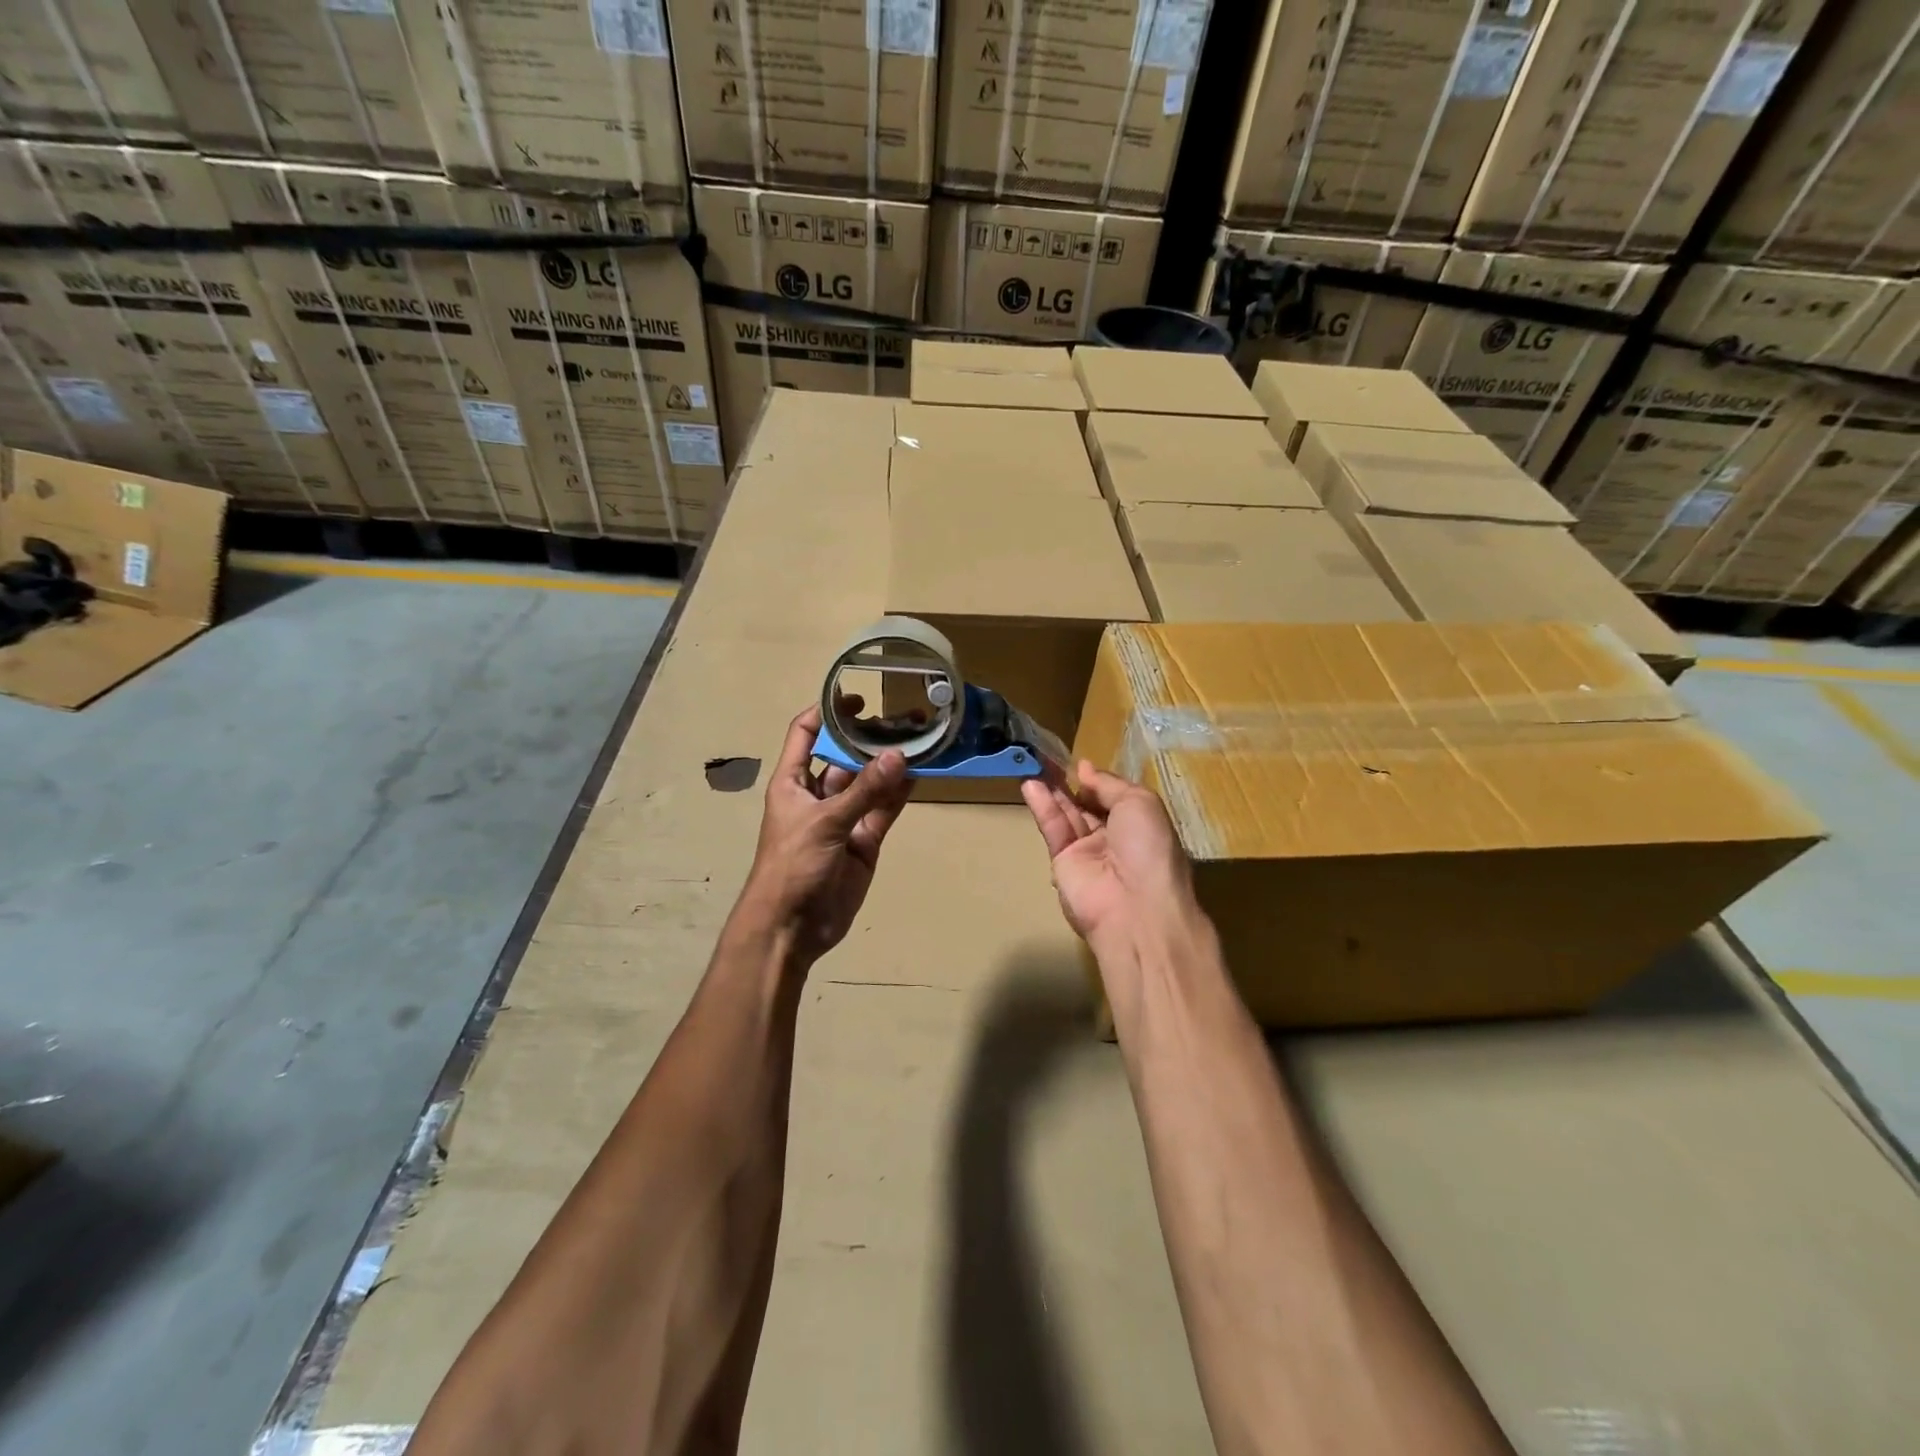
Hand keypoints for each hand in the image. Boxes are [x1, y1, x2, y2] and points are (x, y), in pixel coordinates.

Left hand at [741, 703, 910, 963]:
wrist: (791, 927)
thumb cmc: (792, 865)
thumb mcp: (824, 822)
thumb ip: (863, 791)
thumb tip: (898, 756)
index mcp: (793, 781)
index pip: (806, 733)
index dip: (826, 711)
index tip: (857, 695)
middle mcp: (818, 793)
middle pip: (845, 756)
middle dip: (870, 738)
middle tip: (905, 718)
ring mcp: (843, 817)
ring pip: (869, 782)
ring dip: (890, 764)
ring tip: (920, 740)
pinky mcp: (864, 841)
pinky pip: (883, 810)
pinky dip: (899, 794)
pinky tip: (920, 774)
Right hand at [1021, 761, 1202, 955]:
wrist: (1134, 906)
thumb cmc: (1148, 847)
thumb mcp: (1139, 802)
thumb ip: (1108, 784)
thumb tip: (1085, 769)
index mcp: (1140, 825)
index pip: (1114, 798)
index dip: (1098, 782)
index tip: (1079, 765)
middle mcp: (1114, 838)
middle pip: (1087, 806)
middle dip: (1070, 784)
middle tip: (1047, 759)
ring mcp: (1088, 852)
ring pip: (1067, 816)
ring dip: (1052, 792)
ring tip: (1033, 765)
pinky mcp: (1063, 863)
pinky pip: (1054, 830)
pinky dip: (1043, 808)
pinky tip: (1031, 786)